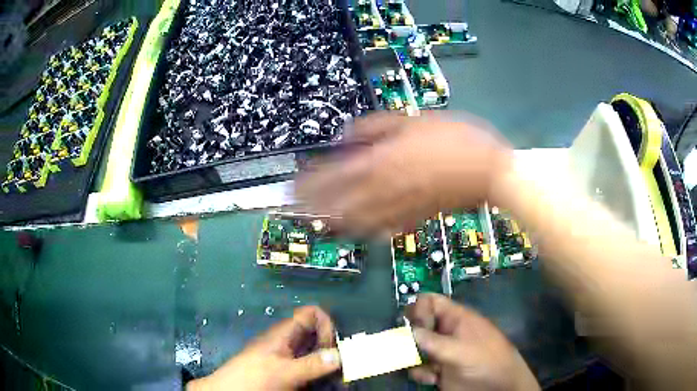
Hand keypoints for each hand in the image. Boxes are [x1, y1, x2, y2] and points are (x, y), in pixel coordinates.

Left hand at [188, 306, 340, 390]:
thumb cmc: (253, 377)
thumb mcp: (284, 371)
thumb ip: (312, 364)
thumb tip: (341, 355)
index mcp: (284, 333)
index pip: (311, 314)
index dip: (326, 325)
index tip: (331, 348)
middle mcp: (287, 342)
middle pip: (316, 335)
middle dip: (331, 350)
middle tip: (340, 370)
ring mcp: (286, 357)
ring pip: (314, 353)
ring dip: (327, 364)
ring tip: (334, 380)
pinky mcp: (285, 371)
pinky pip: (308, 367)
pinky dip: (318, 374)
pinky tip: (321, 384)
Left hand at [295, 112, 511, 232]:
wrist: (487, 170)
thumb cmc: (454, 138)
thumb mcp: (413, 120)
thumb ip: (375, 127)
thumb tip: (345, 135)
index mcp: (381, 162)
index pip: (332, 177)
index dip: (308, 182)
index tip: (291, 185)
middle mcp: (383, 190)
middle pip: (336, 204)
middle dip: (310, 207)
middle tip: (291, 209)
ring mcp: (397, 210)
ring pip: (354, 223)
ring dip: (330, 223)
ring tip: (314, 222)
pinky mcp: (412, 222)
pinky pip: (380, 231)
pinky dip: (361, 232)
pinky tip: (353, 230)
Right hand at [406, 294, 538, 390]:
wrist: (497, 385)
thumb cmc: (485, 360)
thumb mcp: (461, 350)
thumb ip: (434, 342)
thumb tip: (409, 332)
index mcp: (456, 318)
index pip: (431, 302)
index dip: (420, 309)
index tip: (417, 326)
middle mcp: (446, 332)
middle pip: (419, 325)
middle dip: (410, 337)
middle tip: (409, 347)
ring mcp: (442, 351)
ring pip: (416, 348)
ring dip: (414, 359)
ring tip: (425, 368)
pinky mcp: (439, 368)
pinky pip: (420, 366)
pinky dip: (421, 373)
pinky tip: (431, 379)